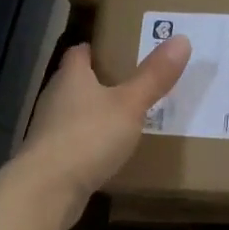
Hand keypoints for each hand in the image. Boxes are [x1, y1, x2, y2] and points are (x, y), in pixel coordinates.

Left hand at [12, 37, 190, 229]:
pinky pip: (75, 143)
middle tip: (133, 82)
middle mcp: (55, 98)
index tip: (120, 48)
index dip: (97, 48)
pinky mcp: (51, 159)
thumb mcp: (130, 104)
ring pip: (75, 113)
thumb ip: (154, 76)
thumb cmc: (89, 136)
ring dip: (96, 114)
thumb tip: (181, 39)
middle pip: (76, 82)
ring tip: (127, 117)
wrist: (47, 190)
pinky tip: (110, 152)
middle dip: (101, 81)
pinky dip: (91, 143)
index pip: (79, 52)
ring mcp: (49, 131)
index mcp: (71, 77)